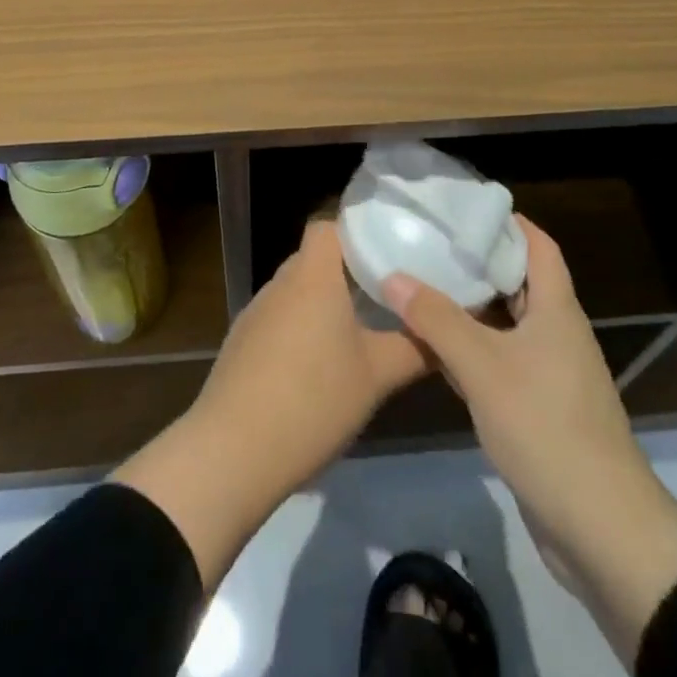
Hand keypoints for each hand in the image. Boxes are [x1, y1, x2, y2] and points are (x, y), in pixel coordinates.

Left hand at [115, 219, 427, 587]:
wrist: (233, 451)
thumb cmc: (313, 399)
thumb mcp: (377, 376)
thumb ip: (415, 347)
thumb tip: (443, 331)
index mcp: (313, 276)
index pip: (328, 226)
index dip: (355, 231)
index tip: (386, 252)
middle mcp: (281, 283)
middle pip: (314, 259)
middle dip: (347, 272)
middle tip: (383, 295)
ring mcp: (255, 312)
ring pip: (296, 292)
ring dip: (322, 304)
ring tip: (357, 331)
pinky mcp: (240, 343)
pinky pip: (278, 320)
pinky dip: (299, 330)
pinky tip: (317, 368)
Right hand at [385, 217, 676, 662]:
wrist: (602, 529)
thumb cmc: (546, 427)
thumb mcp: (484, 367)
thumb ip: (436, 319)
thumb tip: (392, 275)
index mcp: (557, 310)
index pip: (538, 246)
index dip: (507, 221)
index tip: (463, 207)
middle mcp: (557, 333)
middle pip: (519, 282)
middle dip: (478, 261)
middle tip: (430, 243)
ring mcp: (551, 374)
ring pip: (507, 324)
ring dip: (471, 308)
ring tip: (423, 284)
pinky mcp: (540, 410)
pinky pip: (502, 362)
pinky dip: (473, 349)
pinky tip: (436, 349)